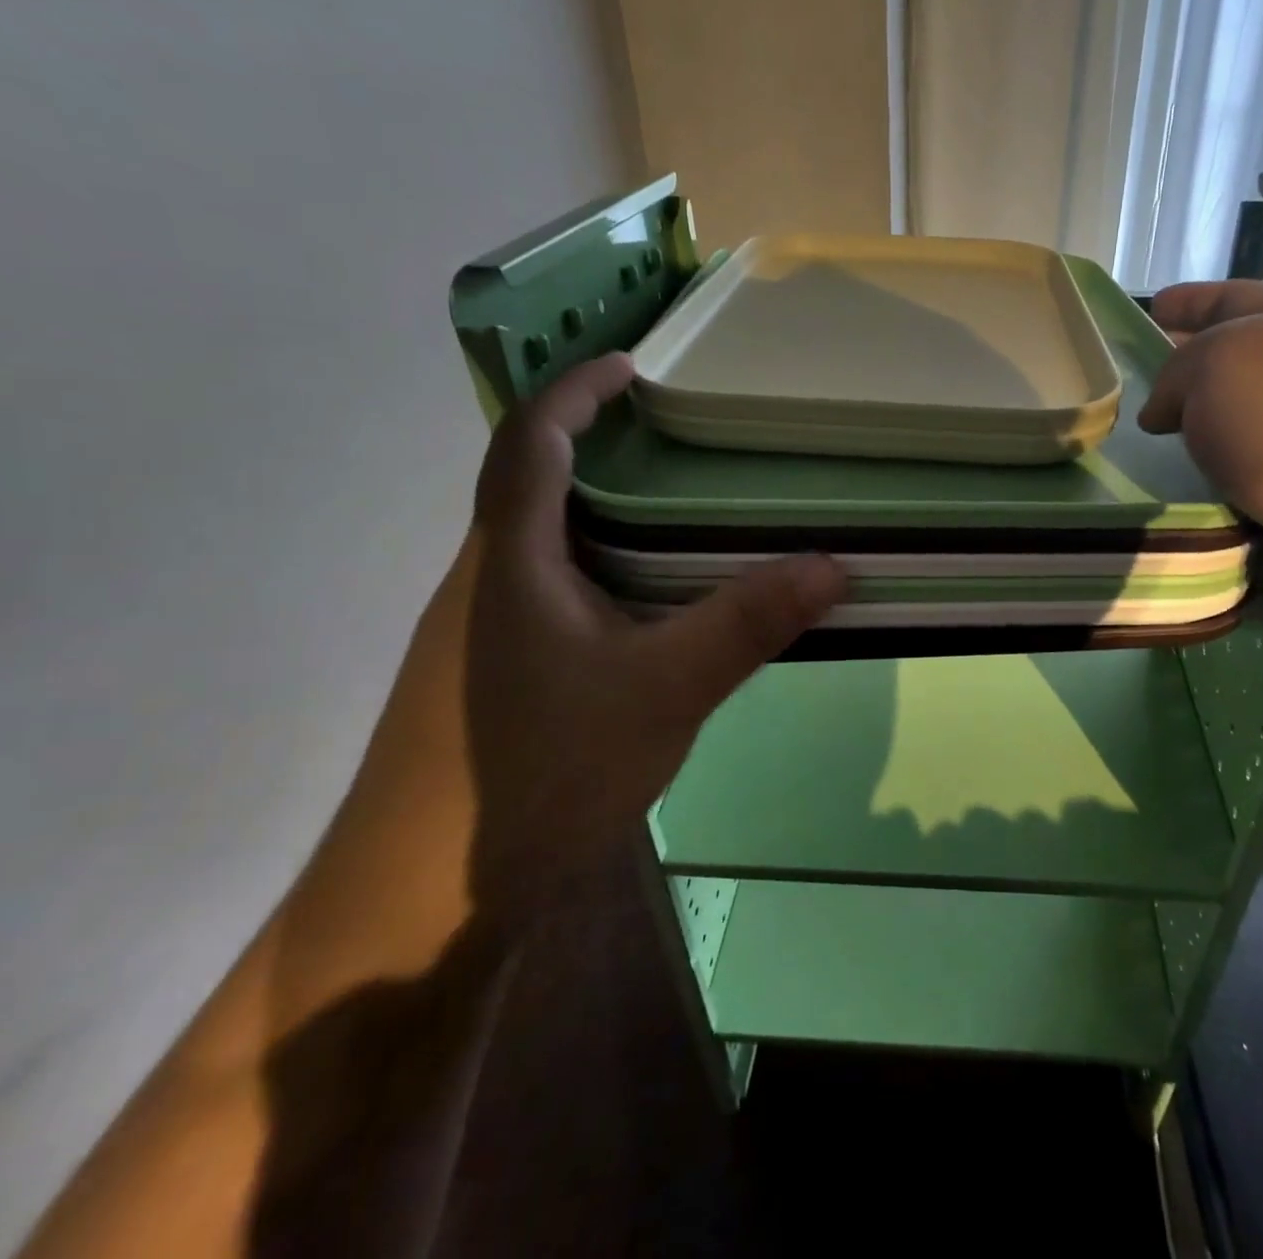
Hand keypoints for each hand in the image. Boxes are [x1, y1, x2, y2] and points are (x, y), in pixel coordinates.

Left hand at [464, 353, 846, 922]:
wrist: (428, 897)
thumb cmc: (539, 771)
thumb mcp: (664, 690)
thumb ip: (746, 623)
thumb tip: (833, 566)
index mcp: (510, 561)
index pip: (529, 441)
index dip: (573, 390)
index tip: (630, 365)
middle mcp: (485, 581)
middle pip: (530, 481)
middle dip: (592, 441)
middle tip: (672, 435)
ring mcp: (482, 632)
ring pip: (541, 540)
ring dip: (597, 508)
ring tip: (674, 508)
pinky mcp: (494, 674)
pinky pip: (551, 588)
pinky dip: (600, 565)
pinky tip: (649, 601)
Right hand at [1138, 280, 1262, 619]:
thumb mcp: (1218, 364)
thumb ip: (1176, 373)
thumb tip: (1165, 411)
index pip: (1234, 297)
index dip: (1189, 300)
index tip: (1152, 306)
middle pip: (1239, 360)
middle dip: (1190, 370)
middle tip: (1139, 383)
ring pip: (1240, 422)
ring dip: (1199, 432)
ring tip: (1148, 440)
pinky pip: (1244, 475)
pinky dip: (1213, 480)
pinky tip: (1181, 484)